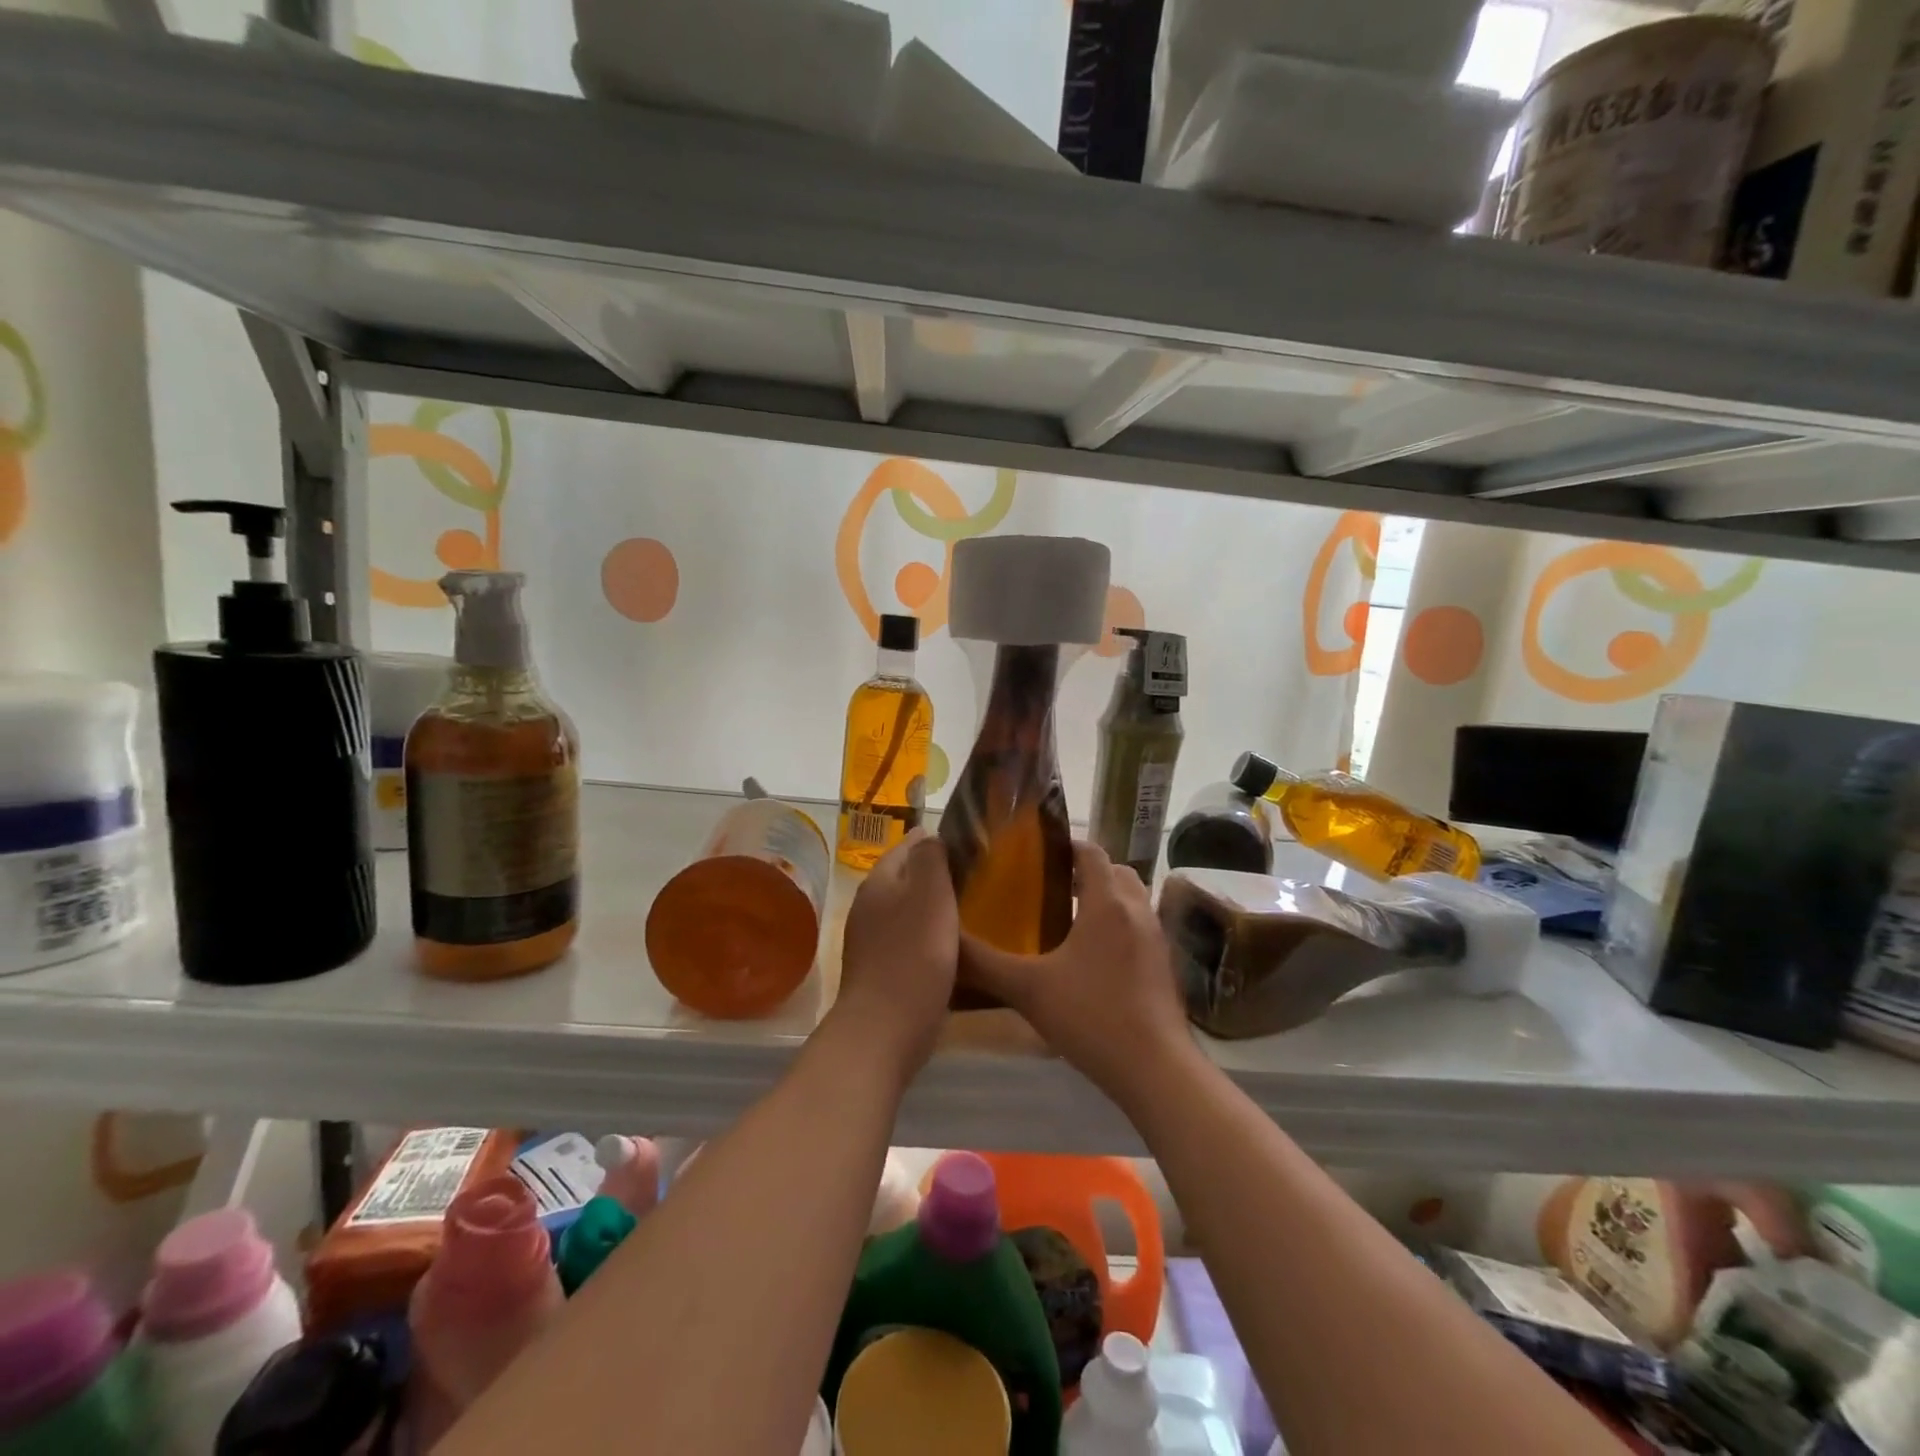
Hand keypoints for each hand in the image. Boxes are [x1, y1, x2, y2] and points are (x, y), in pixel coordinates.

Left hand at [832, 830, 958, 1082]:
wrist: (884, 1030)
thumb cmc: (914, 956)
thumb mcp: (930, 895)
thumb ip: (930, 859)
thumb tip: (928, 834)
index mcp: (880, 881)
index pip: (907, 846)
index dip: (935, 840)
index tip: (968, 843)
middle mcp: (869, 905)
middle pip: (905, 878)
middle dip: (935, 874)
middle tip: (974, 876)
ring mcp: (871, 940)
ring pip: (907, 910)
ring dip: (932, 907)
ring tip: (969, 909)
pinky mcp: (880, 970)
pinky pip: (908, 940)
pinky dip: (928, 935)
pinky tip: (950, 947)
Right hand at [960, 841, 1195, 1106]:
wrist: (1156, 1070)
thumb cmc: (1091, 1017)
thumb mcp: (1027, 990)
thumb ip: (983, 963)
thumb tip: (947, 942)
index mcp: (1107, 903)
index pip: (1092, 852)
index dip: (1066, 847)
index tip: (1036, 857)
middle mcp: (1137, 910)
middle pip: (1115, 872)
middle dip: (1086, 873)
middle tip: (1048, 888)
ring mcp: (1157, 938)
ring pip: (1131, 900)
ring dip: (1105, 899)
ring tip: (1067, 921)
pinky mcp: (1165, 965)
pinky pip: (1140, 927)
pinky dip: (1119, 926)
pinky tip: (1092, 959)